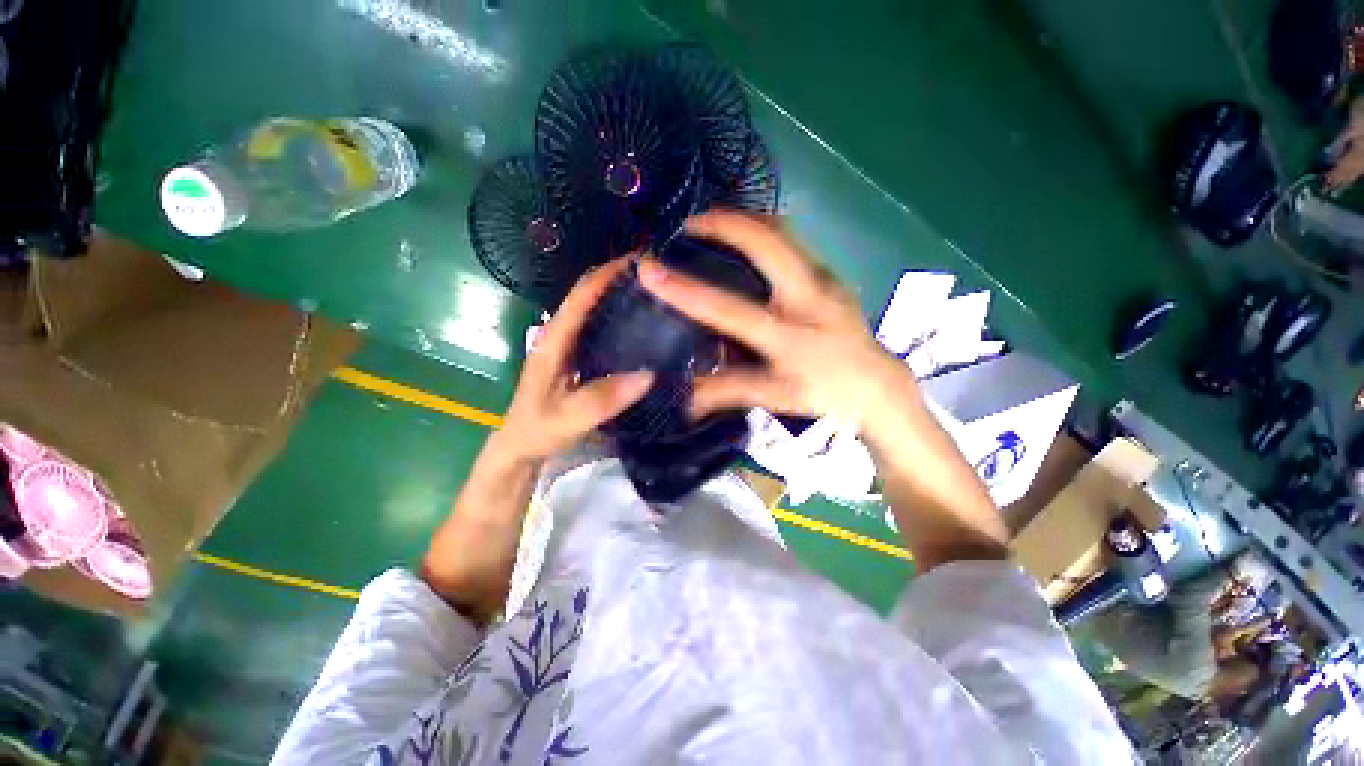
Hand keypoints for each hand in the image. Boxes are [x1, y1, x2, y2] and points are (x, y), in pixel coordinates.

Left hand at [496, 258, 653, 463]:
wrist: (521, 444)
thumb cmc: (539, 429)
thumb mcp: (569, 418)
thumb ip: (603, 399)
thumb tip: (649, 375)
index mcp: (555, 340)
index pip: (581, 296)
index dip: (608, 274)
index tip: (641, 262)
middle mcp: (560, 334)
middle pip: (589, 295)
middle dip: (618, 279)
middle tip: (658, 278)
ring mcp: (568, 344)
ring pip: (594, 309)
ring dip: (619, 296)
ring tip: (656, 295)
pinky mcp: (575, 355)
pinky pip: (599, 328)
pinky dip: (618, 318)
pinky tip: (641, 327)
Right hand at [642, 211, 1004, 568]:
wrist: (879, 386)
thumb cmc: (826, 395)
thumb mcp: (774, 397)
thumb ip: (724, 392)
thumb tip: (681, 396)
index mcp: (790, 336)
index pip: (728, 309)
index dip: (684, 289)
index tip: (648, 267)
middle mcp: (809, 298)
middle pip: (767, 240)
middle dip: (724, 222)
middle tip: (688, 225)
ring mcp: (825, 278)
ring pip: (783, 231)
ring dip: (744, 220)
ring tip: (711, 226)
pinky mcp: (831, 273)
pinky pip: (793, 241)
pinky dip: (763, 233)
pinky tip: (746, 244)